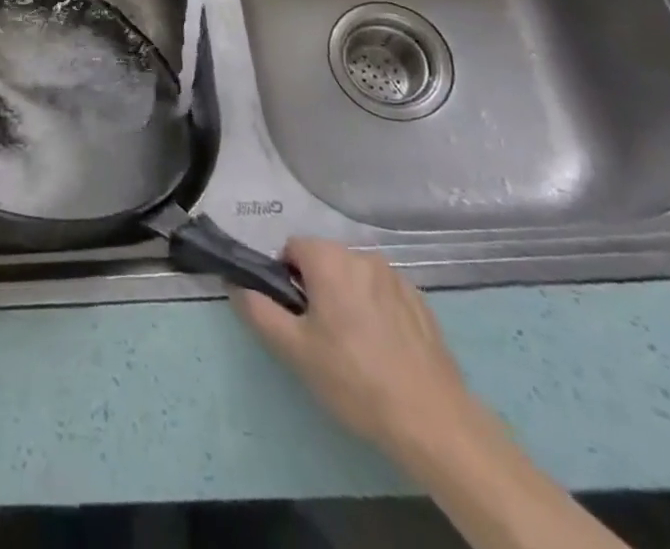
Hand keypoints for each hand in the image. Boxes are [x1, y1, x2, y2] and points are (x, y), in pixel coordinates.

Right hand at [233, 238, 473, 460]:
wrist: (433, 421)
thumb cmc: (354, 379)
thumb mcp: (295, 350)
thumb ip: (259, 310)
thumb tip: (236, 285)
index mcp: (329, 259)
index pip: (291, 248)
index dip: (284, 278)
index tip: (293, 315)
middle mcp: (361, 255)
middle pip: (324, 260)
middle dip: (315, 287)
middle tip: (319, 335)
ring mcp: (396, 277)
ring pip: (354, 277)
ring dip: (346, 298)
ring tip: (354, 347)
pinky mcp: (421, 301)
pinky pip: (383, 294)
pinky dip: (376, 311)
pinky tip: (383, 351)